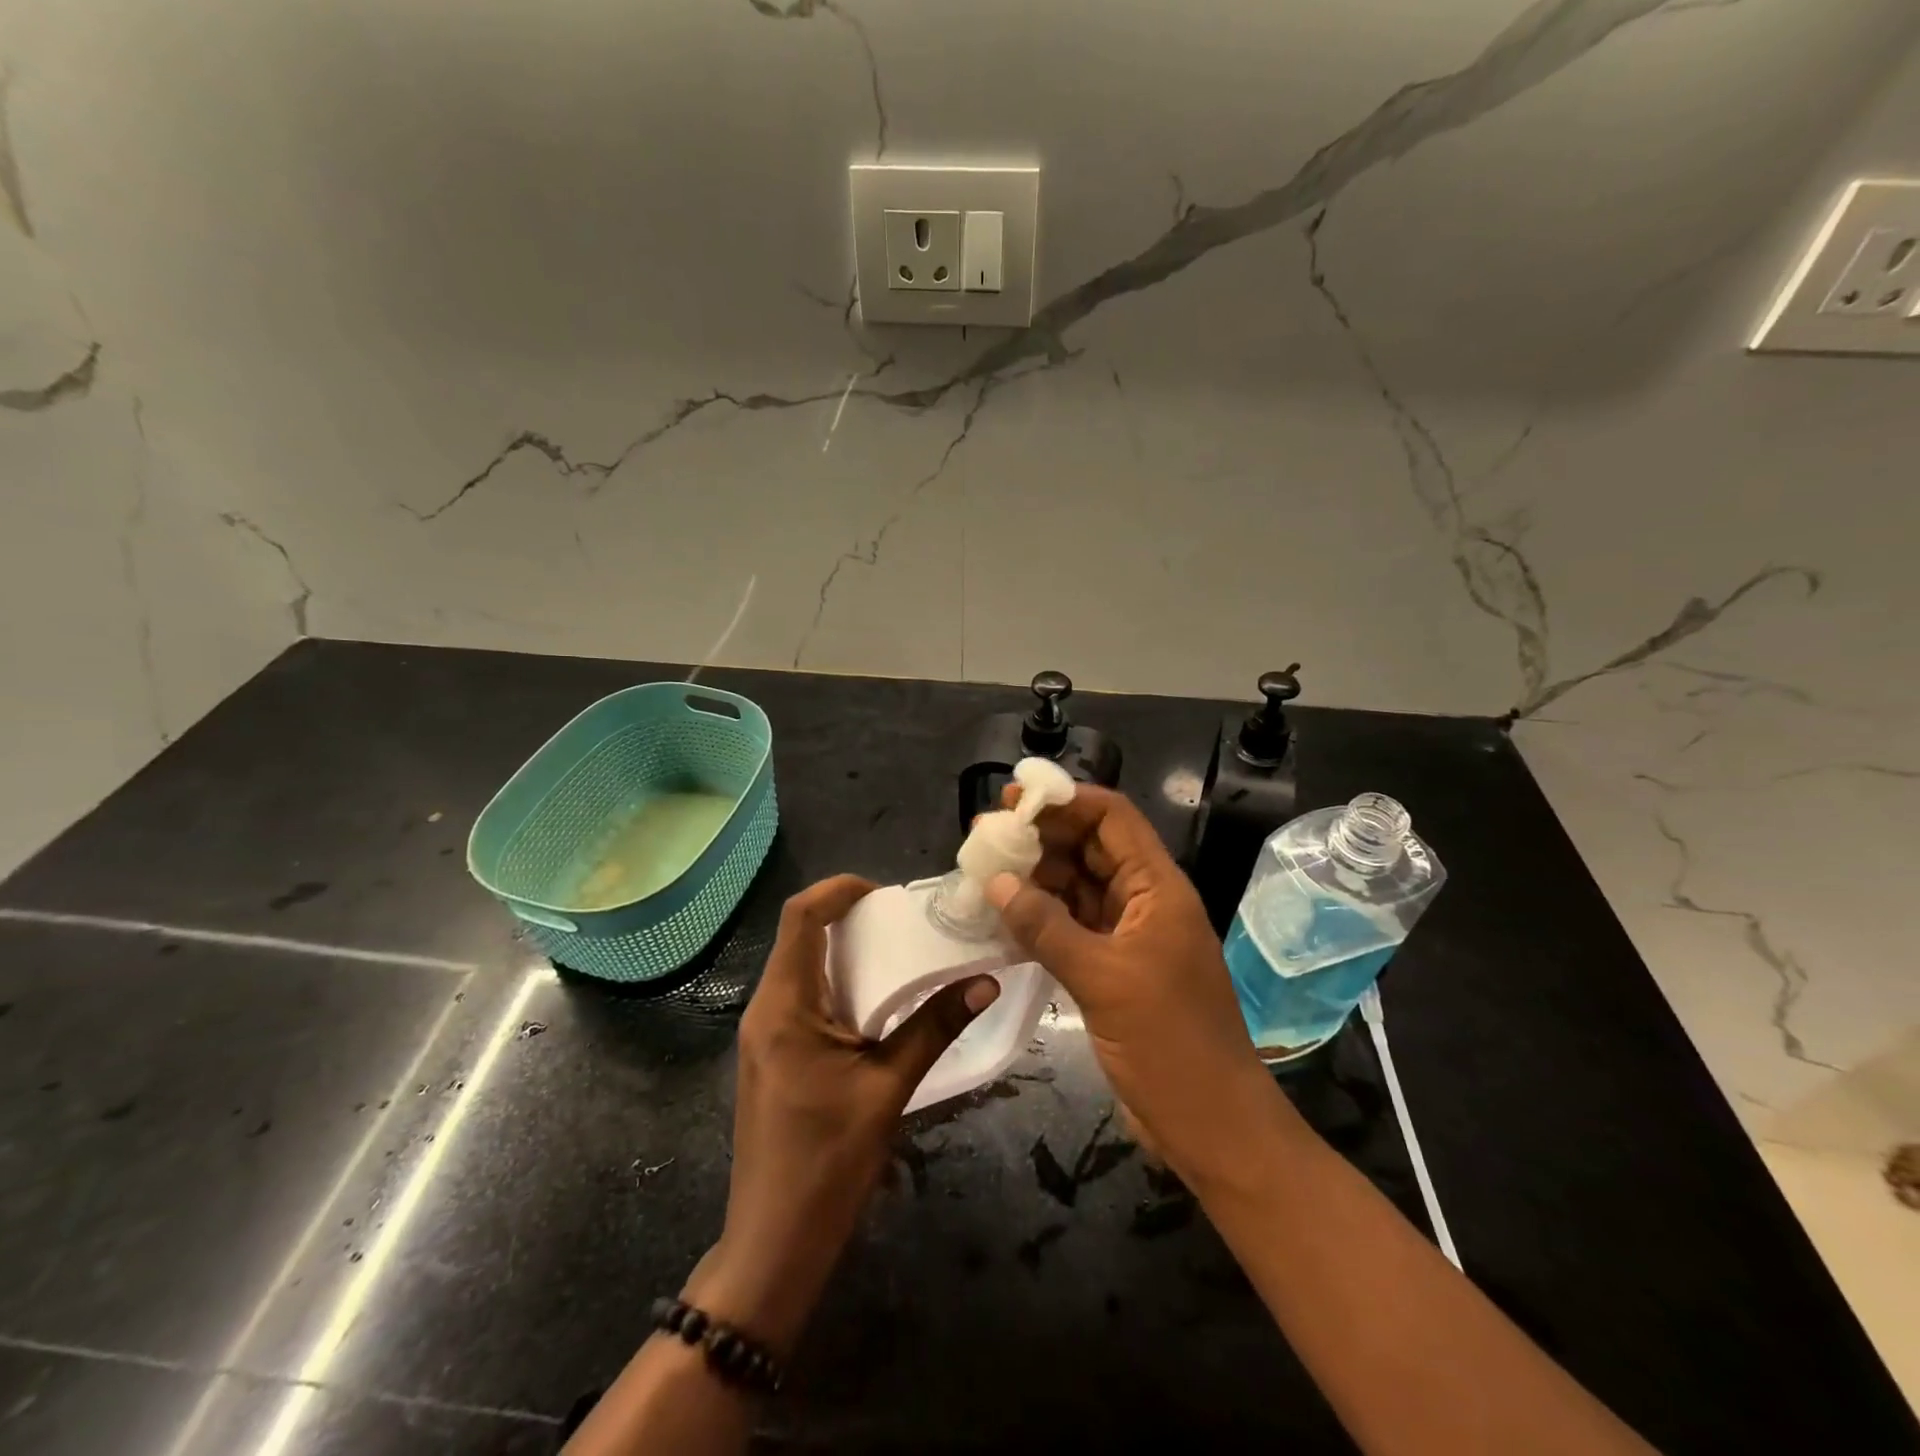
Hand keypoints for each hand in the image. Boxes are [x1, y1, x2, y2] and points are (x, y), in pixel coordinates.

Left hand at [689, 874, 999, 1356]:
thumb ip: (934, 1028)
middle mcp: (766, 1008)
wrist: (773, 1245)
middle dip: (850, 917)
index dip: (839, 890)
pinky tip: (878, 1000)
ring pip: (802, 966)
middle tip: (905, 919)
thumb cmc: (827, 1164)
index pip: (800, 917)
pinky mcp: (775, 1054)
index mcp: (784, 1006)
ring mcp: (766, 1033)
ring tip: (900, 950)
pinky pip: (804, 997)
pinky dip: (840, 983)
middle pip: (801, 936)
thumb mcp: (888, 1089)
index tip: (886, 891)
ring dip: (847, 951)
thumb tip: (984, 981)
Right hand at [986, 785, 1275, 1184]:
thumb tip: (996, 882)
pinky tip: (1002, 919)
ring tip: (983, 875)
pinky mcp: (1113, 968)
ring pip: (1077, 888)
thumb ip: (1047, 927)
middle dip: (1041, 837)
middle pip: (1090, 848)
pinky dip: (1039, 919)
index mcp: (1157, 888)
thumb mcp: (1104, 980)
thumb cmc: (1171, 1045)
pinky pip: (1071, 927)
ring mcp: (1128, 936)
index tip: (1014, 799)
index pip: (1112, 819)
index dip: (1066, 801)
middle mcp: (1144, 901)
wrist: (1212, 1126)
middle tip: (985, 836)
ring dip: (1035, 879)